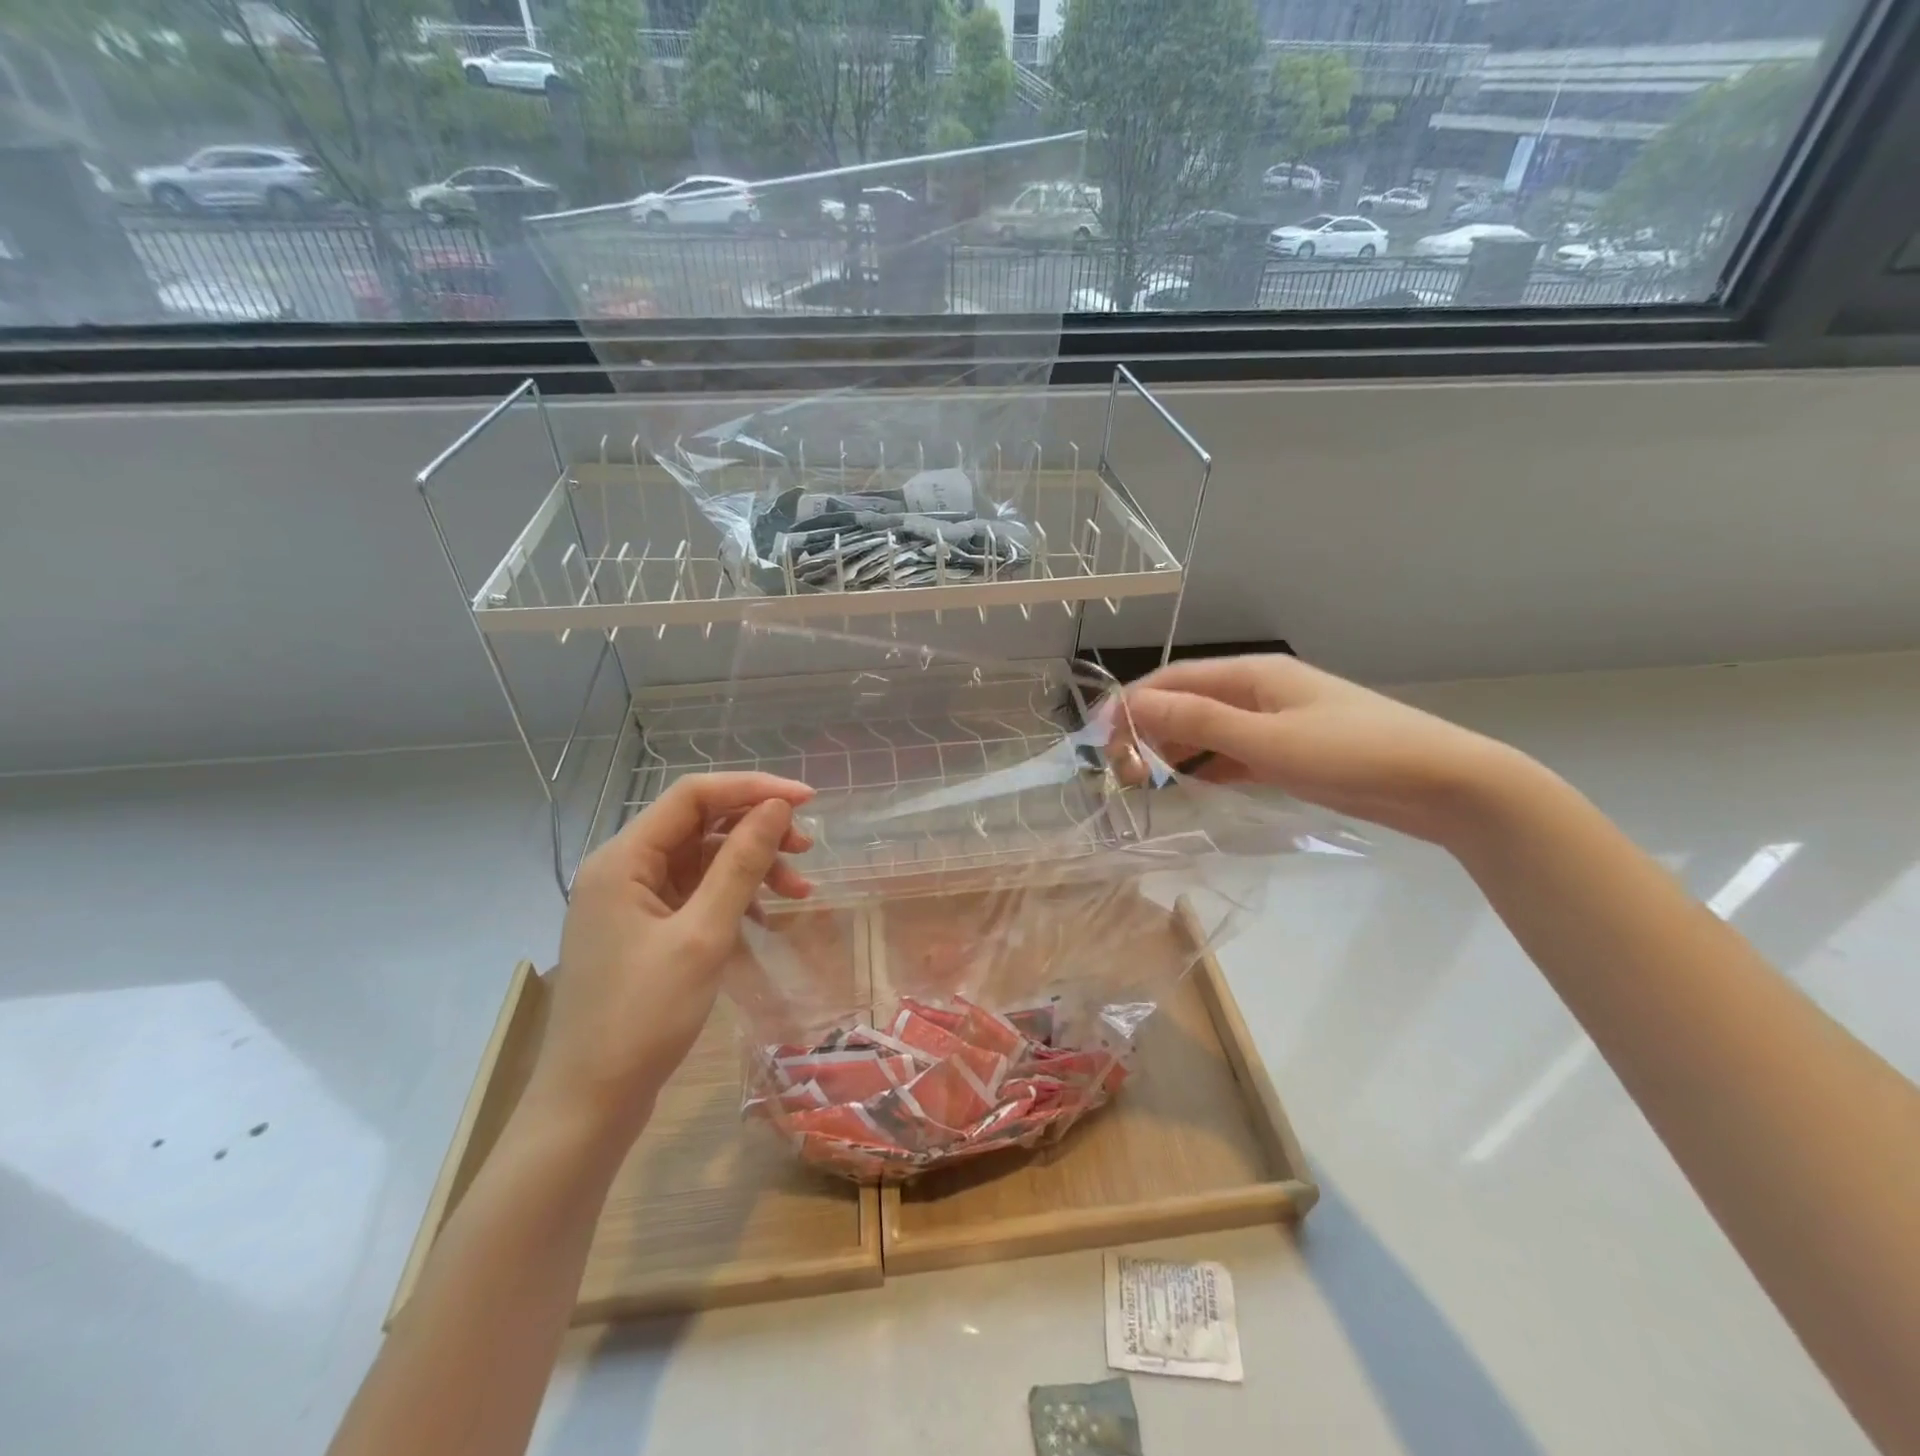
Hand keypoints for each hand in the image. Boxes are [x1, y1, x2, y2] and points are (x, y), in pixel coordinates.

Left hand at [526, 773, 815, 1141]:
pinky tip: (766, 917)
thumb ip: (741, 864)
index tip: (806, 802)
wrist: (590, 1104)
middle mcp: (624, 869)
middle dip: (757, 832)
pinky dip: (734, 897)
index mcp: (623, 859)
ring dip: (752, 868)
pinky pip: (696, 894)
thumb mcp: (703, 935)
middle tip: (807, 851)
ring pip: (703, 860)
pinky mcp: (645, 930)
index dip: (752, 788)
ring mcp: (633, 901)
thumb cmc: (643, 1017)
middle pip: (700, 825)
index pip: (693, 795)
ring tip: (801, 891)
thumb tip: (775, 808)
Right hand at [1119, 654, 1531, 845]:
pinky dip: (1207, 767)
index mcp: (1254, 675)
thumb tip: (1134, 705)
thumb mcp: (1268, 740)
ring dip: (1175, 750)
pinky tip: (1190, 787)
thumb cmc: (1353, 754)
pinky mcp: (1292, 753)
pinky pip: (1233, 754)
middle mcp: (1260, 692)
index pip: (1174, 680)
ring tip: (1145, 782)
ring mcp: (1277, 723)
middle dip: (1149, 730)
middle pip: (1188, 703)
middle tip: (1121, 772)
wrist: (1445, 784)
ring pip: (1209, 731)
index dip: (1131, 704)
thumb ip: (1199, 723)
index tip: (1099, 738)